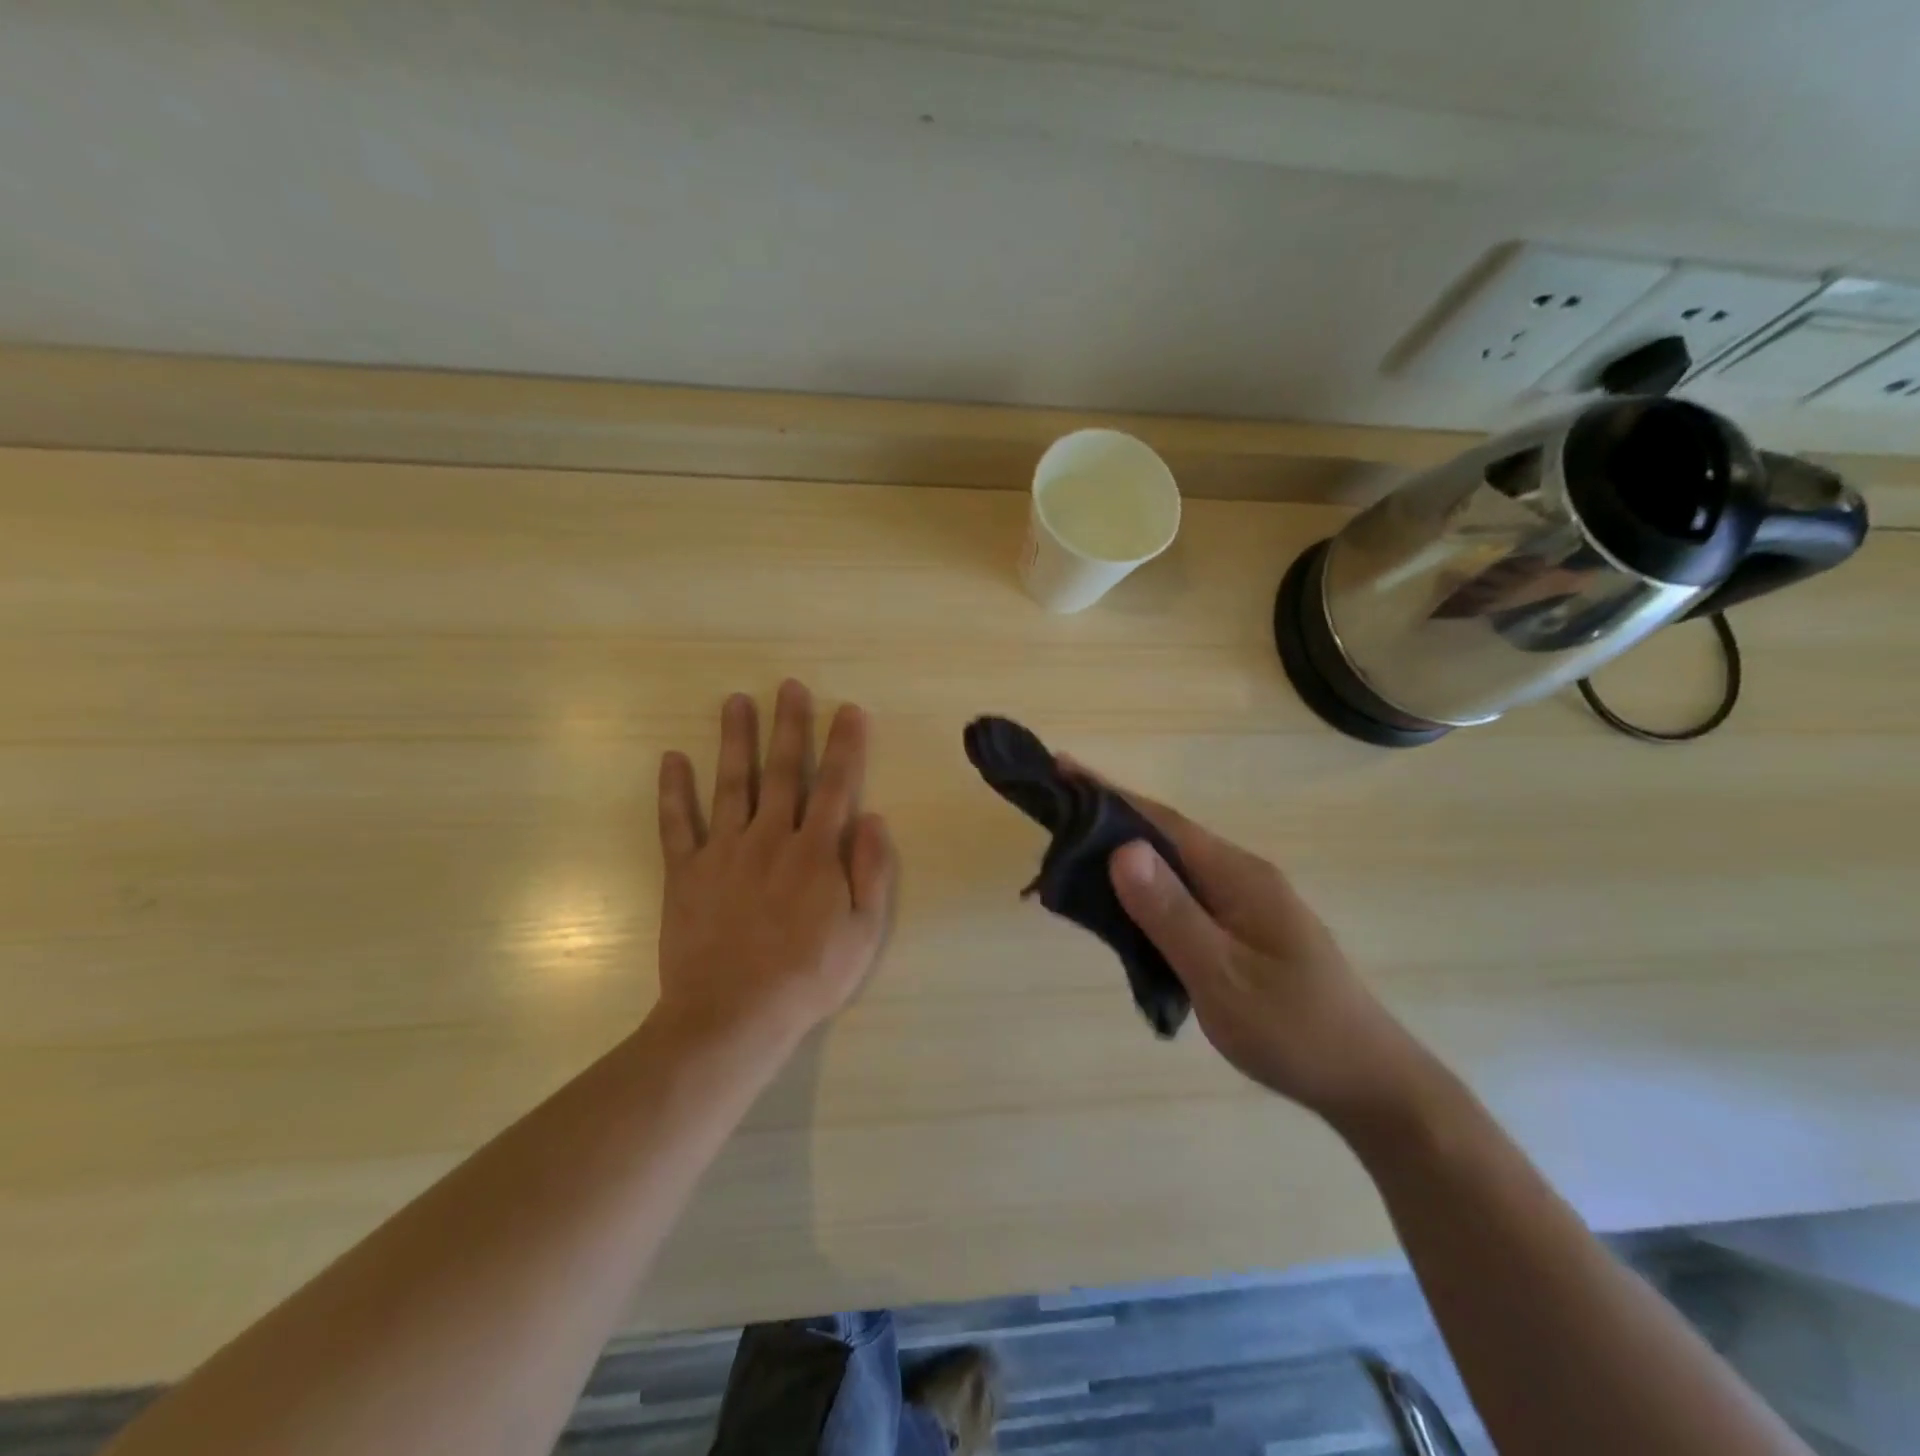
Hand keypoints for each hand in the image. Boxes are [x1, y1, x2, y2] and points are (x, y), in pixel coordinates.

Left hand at [653, 680, 898, 1051]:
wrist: (732, 1015)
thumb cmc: (808, 977)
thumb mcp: (863, 932)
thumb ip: (871, 872)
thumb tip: (874, 818)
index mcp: (816, 852)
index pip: (835, 786)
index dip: (845, 745)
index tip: (849, 710)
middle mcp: (770, 838)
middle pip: (783, 771)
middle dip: (790, 725)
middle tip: (789, 686)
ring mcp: (723, 852)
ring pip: (732, 784)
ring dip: (736, 740)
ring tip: (735, 701)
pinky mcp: (685, 872)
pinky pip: (676, 824)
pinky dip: (673, 790)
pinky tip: (672, 758)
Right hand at [1069, 761, 1426, 1123]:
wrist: (1368, 1082)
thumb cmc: (1294, 1030)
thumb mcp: (1222, 976)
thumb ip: (1171, 913)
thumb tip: (1121, 847)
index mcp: (1237, 876)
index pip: (1161, 820)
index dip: (1108, 794)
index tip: (1061, 768)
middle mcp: (1241, 876)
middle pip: (1165, 836)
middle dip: (1109, 820)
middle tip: (1054, 816)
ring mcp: (1246, 902)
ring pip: (1173, 867)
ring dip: (1125, 857)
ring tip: (1073, 857)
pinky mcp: (1245, 928)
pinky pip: (1184, 895)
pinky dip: (1146, 891)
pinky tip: (1123, 907)